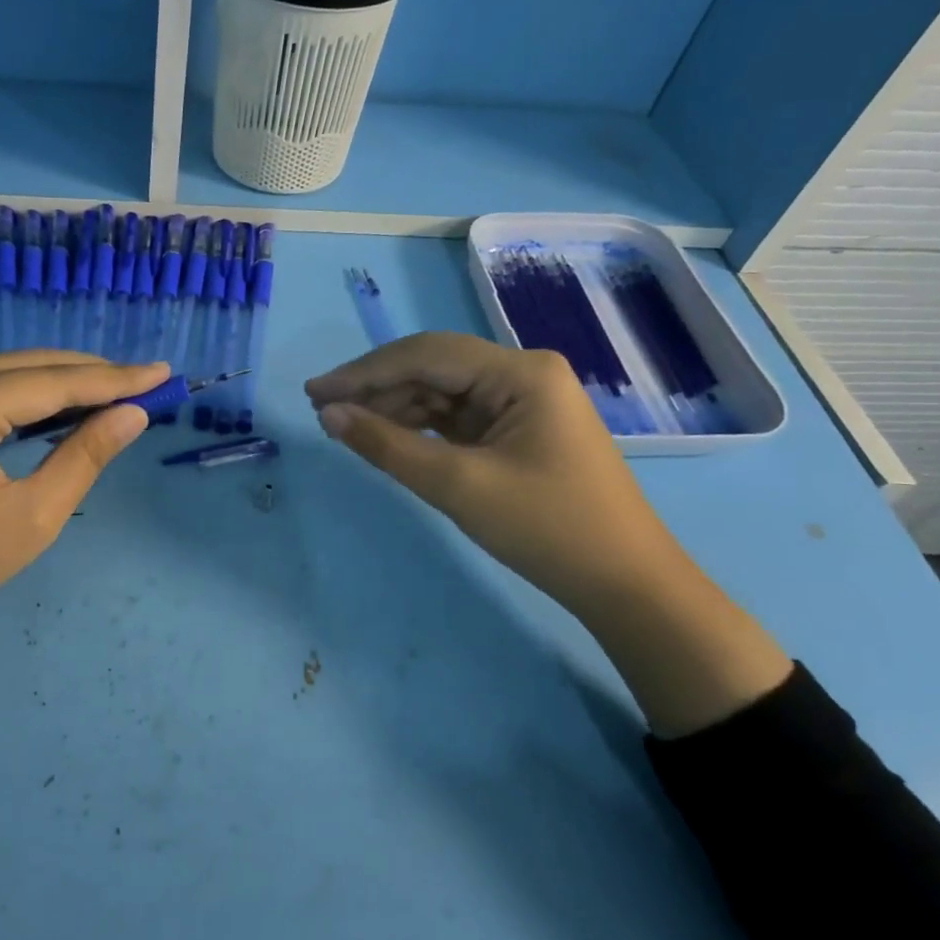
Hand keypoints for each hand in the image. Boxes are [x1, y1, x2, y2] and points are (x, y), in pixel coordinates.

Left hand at [0, 351, 167, 642]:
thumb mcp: (31, 518)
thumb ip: (84, 457)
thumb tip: (134, 414)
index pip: (50, 383)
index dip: (112, 379)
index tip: (162, 373)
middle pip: (28, 366)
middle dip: (91, 373)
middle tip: (147, 380)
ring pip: (8, 370)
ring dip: (62, 380)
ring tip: (118, 389)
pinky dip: (29, 392)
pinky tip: (64, 402)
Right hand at [305, 333, 790, 735]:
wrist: (624, 584)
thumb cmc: (546, 529)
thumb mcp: (457, 485)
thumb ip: (387, 445)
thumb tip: (330, 415)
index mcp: (520, 372)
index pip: (425, 355)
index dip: (364, 372)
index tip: (315, 392)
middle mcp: (523, 374)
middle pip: (433, 368)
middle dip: (376, 387)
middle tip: (323, 409)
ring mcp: (523, 402)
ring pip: (442, 392)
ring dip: (395, 407)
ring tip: (346, 426)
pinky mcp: (518, 430)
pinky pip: (457, 416)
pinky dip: (421, 427)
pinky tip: (388, 436)